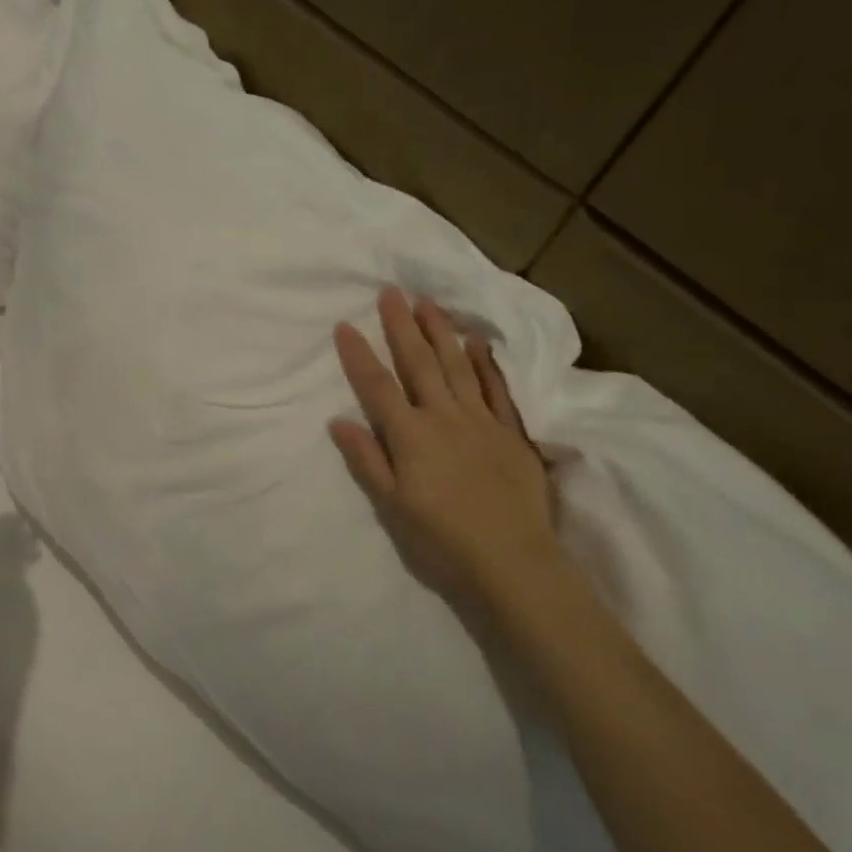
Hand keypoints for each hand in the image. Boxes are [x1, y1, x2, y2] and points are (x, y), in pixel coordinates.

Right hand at [330, 288, 561, 602]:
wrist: (512, 560)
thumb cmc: (441, 539)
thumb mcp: (392, 506)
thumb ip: (367, 459)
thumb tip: (339, 420)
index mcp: (410, 436)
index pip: (377, 386)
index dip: (359, 355)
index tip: (344, 324)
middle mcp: (444, 417)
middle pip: (418, 363)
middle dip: (401, 326)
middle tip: (391, 291)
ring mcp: (481, 421)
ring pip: (457, 366)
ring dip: (440, 332)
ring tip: (428, 302)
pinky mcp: (511, 432)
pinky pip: (496, 389)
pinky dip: (485, 364)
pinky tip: (477, 343)